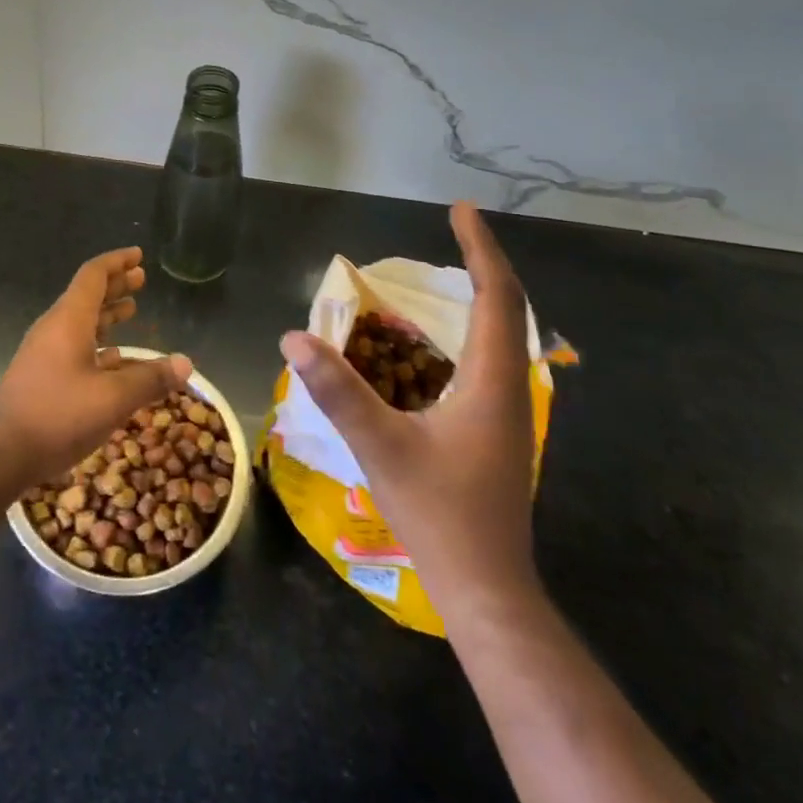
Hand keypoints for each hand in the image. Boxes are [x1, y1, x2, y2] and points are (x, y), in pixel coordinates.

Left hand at [0, 247, 192, 488]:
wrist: (0, 454)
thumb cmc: (57, 415)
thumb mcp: (112, 398)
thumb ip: (150, 379)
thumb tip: (186, 364)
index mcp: (69, 319)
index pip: (94, 275)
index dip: (117, 262)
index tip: (138, 255)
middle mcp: (55, 328)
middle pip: (87, 295)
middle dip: (115, 285)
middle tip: (141, 279)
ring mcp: (45, 352)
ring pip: (81, 321)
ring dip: (107, 313)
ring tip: (132, 310)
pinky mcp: (42, 376)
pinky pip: (74, 346)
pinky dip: (97, 343)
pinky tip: (114, 358)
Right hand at [280, 203, 538, 627]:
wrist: (488, 592)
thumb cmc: (441, 516)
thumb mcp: (381, 447)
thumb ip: (338, 391)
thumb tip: (294, 337)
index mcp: (491, 382)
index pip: (496, 296)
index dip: (480, 249)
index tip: (461, 210)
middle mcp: (509, 387)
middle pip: (507, 307)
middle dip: (482, 261)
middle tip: (455, 229)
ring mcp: (507, 411)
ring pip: (503, 334)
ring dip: (482, 294)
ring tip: (452, 268)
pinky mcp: (497, 429)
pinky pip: (490, 358)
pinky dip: (473, 327)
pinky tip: (443, 339)